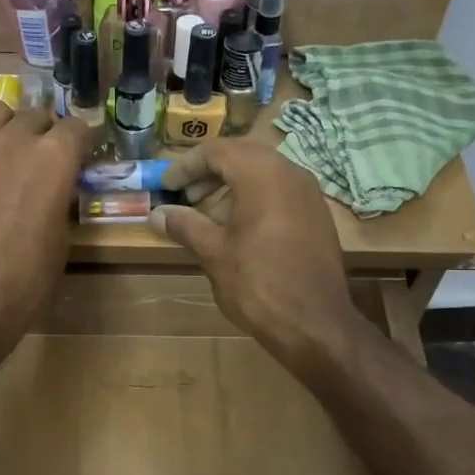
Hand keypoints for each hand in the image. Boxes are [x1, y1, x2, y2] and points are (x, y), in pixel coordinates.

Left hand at [0, 101, 88, 356]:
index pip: (77, 127)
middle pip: (36, 115)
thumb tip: (54, 189)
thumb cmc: (29, 275)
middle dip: (43, 133)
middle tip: (40, 159)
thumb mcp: (62, 235)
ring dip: (3, 124)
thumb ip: (59, 198)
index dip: (79, 142)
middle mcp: (17, 139)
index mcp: (56, 156)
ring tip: (2, 146)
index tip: (78, 156)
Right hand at [147, 141, 365, 368]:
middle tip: (185, 197)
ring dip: (231, 186)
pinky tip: (237, 229)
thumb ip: (185, 225)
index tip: (166, 187)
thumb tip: (157, 214)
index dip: (186, 166)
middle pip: (242, 156)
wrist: (314, 323)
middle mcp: (290, 172)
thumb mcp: (213, 253)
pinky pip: (280, 192)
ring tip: (206, 216)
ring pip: (263, 173)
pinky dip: (254, 199)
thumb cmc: (257, 283)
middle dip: (209, 173)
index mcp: (262, 173)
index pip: (217, 151)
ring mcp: (309, 193)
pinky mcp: (317, 215)